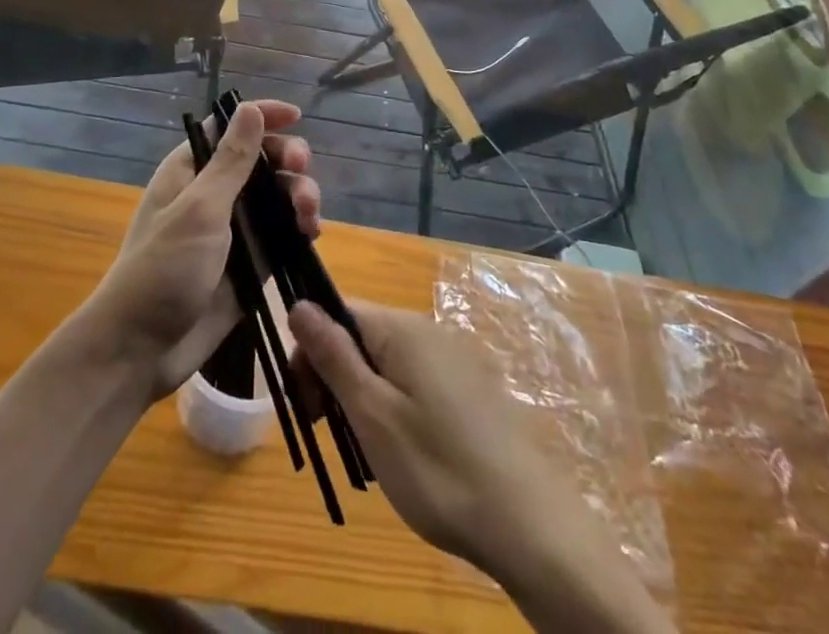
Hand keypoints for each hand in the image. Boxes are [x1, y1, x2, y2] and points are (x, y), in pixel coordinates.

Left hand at [84, 100, 320, 399]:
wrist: (140, 351)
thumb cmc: (163, 269)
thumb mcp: (200, 209)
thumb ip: (231, 161)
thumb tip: (248, 107)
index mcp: (191, 170)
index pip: (230, 128)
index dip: (263, 117)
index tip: (296, 116)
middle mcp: (213, 193)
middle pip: (261, 160)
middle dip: (287, 160)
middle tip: (301, 170)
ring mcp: (233, 230)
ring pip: (277, 197)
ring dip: (299, 195)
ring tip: (309, 213)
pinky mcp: (249, 264)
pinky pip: (282, 235)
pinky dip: (299, 228)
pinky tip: (311, 233)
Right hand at [291, 301, 673, 633]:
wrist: (529, 524)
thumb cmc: (437, 467)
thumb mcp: (372, 414)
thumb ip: (334, 355)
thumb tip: (299, 304)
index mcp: (400, 327)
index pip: (338, 311)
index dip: (312, 351)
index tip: (306, 403)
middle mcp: (427, 329)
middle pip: (362, 337)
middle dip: (335, 377)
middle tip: (330, 432)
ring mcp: (454, 358)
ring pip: (388, 363)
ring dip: (364, 397)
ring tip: (368, 452)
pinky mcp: (471, 388)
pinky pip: (416, 383)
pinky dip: (396, 408)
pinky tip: (404, 454)